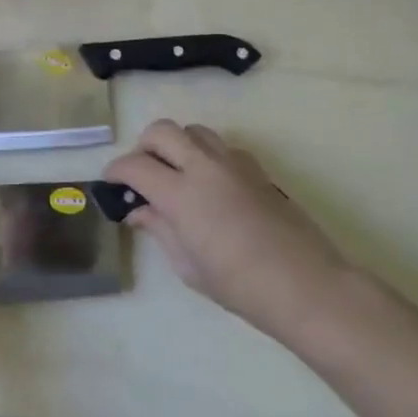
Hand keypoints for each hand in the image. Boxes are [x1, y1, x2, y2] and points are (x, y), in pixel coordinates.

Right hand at [105, 121, 345, 343]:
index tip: (111, 183)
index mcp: (181, 193)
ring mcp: (234, 164)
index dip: (116, 171)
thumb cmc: (240, 285)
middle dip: (143, 146)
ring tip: (176, 172)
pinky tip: (210, 184)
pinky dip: (206, 154)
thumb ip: (159, 229)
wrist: (306, 286)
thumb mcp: (188, 266)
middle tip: (142, 173)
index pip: (135, 165)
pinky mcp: (257, 169)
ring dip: (177, 144)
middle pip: (162, 131)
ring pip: (194, 130)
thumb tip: (139, 211)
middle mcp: (204, 167)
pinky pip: (222, 146)